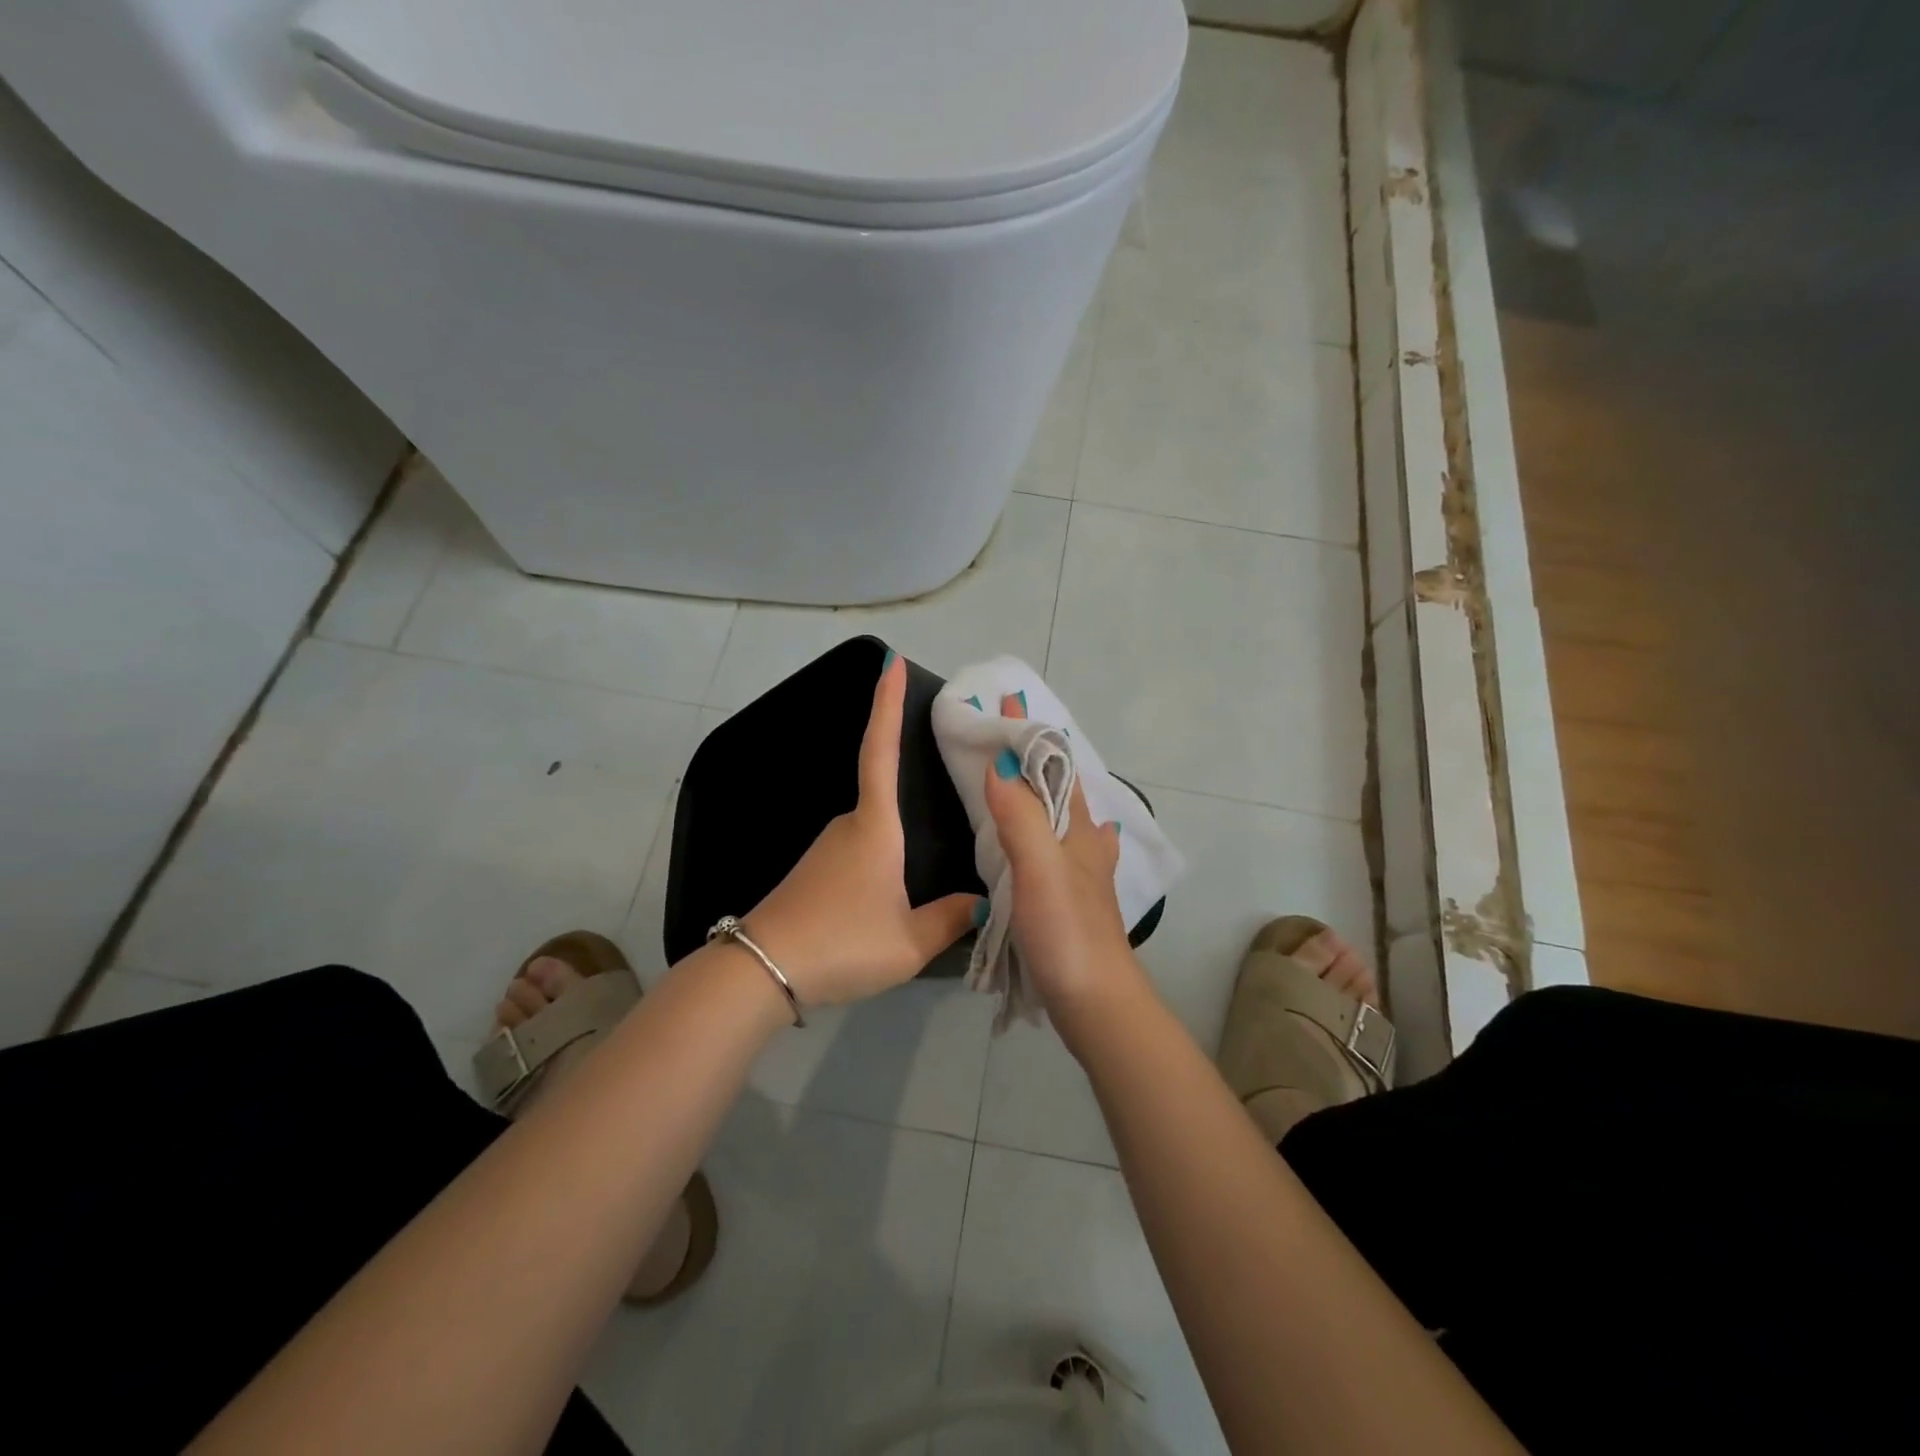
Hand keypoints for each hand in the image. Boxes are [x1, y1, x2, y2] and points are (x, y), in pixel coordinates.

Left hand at [745, 653, 978, 1007]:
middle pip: (887, 795)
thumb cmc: (842, 943)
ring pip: (876, 830)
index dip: (887, 704)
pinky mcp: (816, 871)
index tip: (891, 662)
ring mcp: (828, 847)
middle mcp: (849, 825)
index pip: (881, 750)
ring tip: (935, 865)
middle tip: (957, 797)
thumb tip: (980, 900)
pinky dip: (884, 857)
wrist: (762, 971)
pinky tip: (897, 891)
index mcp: (875, 826)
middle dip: (915, 789)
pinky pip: (862, 851)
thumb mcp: (908, 942)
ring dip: (901, 839)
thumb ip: (950, 918)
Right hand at [982, 694, 1143, 1032]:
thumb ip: (1021, 817)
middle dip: (1033, 756)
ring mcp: (1081, 872)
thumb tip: (1001, 762)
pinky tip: (1032, 841)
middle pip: (1057, 787)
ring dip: (1036, 790)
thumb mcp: (1040, 869)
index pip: (1054, 764)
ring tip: (1007, 776)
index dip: (1031, 731)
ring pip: (1057, 817)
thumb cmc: (1068, 931)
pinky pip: (1050, 848)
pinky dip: (1037, 829)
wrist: (1096, 1001)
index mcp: (1078, 828)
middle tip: (997, 734)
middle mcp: (1084, 843)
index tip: (1005, 700)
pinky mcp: (1070, 899)